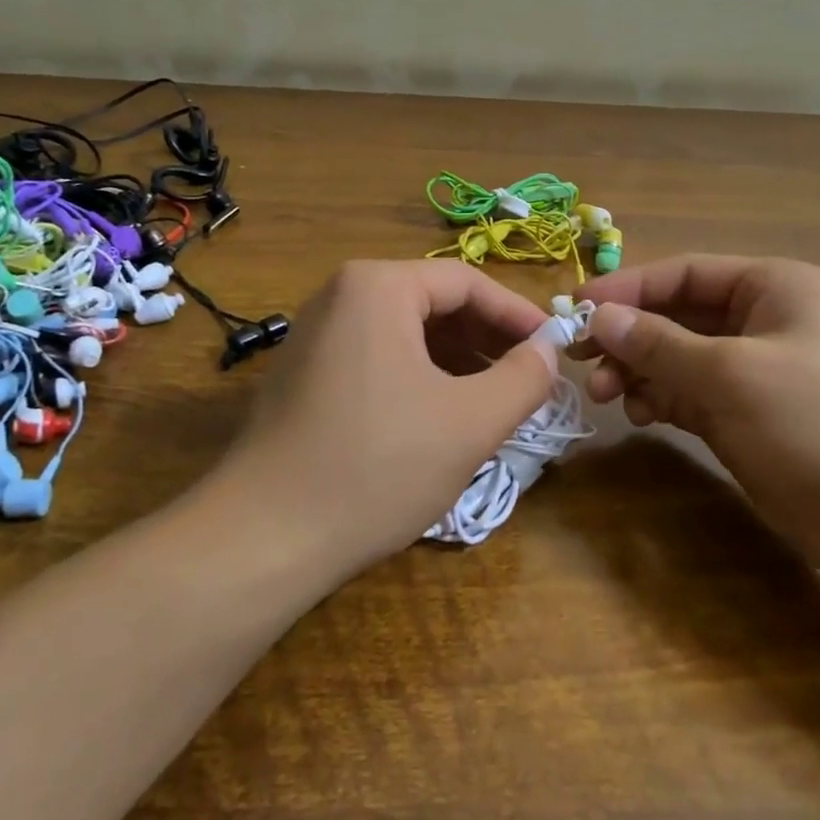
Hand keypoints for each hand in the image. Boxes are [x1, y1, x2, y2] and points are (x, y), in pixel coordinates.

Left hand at [210, 260, 560, 578]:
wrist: (264, 537)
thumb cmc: (377, 465)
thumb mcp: (469, 422)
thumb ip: (523, 378)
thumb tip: (548, 351)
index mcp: (377, 286)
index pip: (466, 282)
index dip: (518, 315)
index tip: (555, 349)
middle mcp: (340, 295)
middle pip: (433, 303)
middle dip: (486, 340)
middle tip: (528, 380)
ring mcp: (316, 334)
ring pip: (405, 333)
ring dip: (455, 362)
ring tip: (492, 403)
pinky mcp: (304, 373)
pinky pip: (376, 358)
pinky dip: (418, 378)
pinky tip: (439, 418)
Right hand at [576, 254, 819, 602]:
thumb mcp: (732, 375)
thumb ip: (659, 344)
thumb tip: (598, 315)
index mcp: (775, 288)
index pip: (685, 273)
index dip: (628, 288)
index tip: (576, 309)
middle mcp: (766, 323)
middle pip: (679, 316)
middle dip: (630, 336)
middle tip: (581, 361)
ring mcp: (761, 375)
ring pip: (681, 359)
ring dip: (640, 371)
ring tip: (607, 395)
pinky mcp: (755, 421)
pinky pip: (694, 397)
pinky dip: (662, 401)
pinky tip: (638, 413)